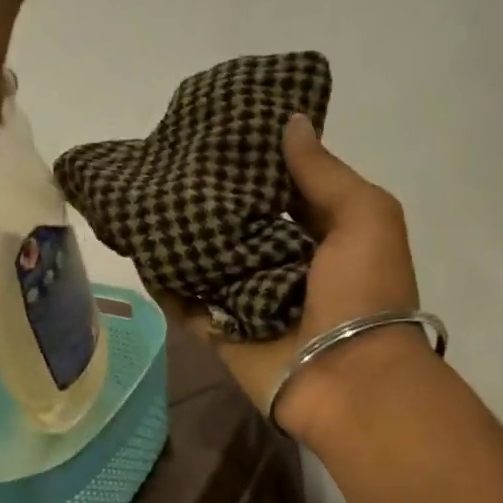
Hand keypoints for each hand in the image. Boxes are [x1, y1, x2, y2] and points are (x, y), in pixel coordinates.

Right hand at [168, 115, 424, 443]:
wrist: (348, 381)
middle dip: (211, 196)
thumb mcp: (364, 217)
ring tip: (143, 195)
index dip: (257, 160)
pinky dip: (165, 282)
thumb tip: (291, 122)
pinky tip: (138, 249)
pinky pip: (186, 304)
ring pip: (208, 261)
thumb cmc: (364, 292)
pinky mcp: (221, 332)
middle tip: (168, 159)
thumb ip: (323, 172)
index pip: (283, 189)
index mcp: (322, 235)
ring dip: (182, 236)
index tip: (220, 128)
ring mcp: (248, 300)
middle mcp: (283, 263)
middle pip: (239, 223)